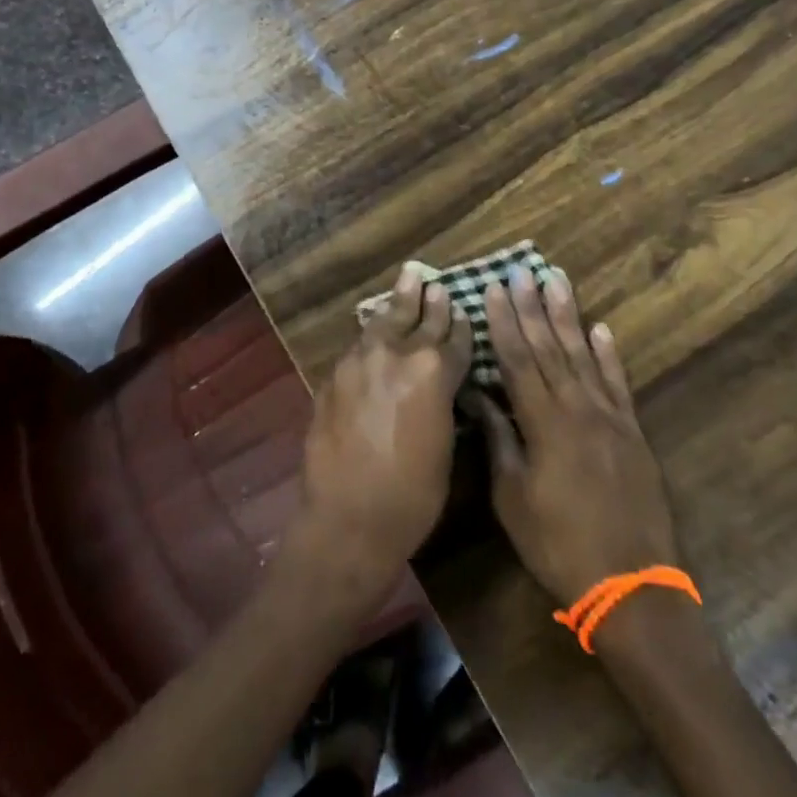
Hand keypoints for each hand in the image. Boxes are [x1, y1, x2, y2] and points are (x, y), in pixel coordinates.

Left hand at [282, 263, 471, 610]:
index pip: (454, 338)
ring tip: (408, 277)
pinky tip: (375, 328)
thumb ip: (443, 402)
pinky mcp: (334, 375)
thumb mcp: (444, 446)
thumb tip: (441, 384)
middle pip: (418, 319)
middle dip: (429, 300)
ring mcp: (360, 360)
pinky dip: (372, 335)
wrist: (348, 518)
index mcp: (434, 372)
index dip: (460, 325)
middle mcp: (397, 354)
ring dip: (398, 302)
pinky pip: (359, 345)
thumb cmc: (412, 496)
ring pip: (384, 321)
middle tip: (433, 279)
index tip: (462, 309)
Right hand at [466, 268, 679, 606]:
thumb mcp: (513, 498)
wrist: (632, 587)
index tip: (493, 288)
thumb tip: (480, 396)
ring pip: (583, 354)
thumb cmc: (559, 545)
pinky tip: (601, 328)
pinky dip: (608, 354)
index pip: (518, 358)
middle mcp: (577, 407)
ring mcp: (609, 417)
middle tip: (522, 269)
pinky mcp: (633, 432)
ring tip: (557, 280)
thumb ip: (499, 440)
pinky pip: (618, 383)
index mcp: (543, 422)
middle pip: (549, 346)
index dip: (504, 321)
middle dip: (532, 306)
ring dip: (569, 315)